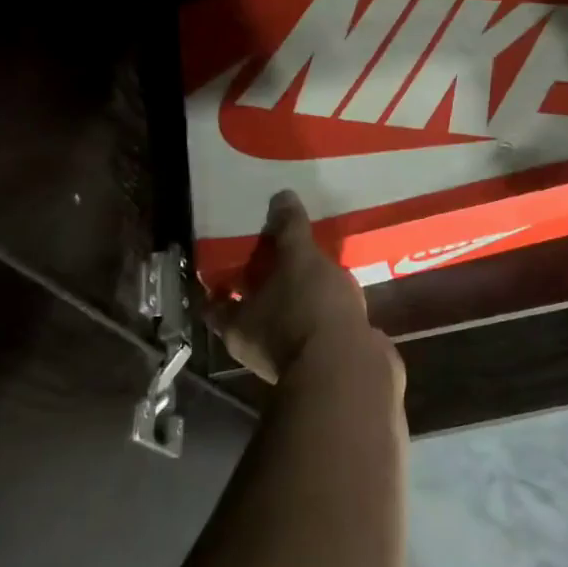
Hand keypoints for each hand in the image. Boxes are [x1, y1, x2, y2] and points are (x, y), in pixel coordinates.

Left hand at [203, 190, 383, 384]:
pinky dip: (325, 309)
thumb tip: (280, 197)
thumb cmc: (309, 310)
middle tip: (278, 248)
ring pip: (289, 317)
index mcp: (239, 326)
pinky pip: (320, 326)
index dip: (220, 281)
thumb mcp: (298, 259)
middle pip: (254, 308)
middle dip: (265, 282)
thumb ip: (289, 229)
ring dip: (298, 295)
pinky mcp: (327, 360)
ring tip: (313, 262)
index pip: (216, 303)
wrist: (351, 369)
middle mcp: (259, 345)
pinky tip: (340, 286)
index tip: (230, 254)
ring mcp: (294, 355)